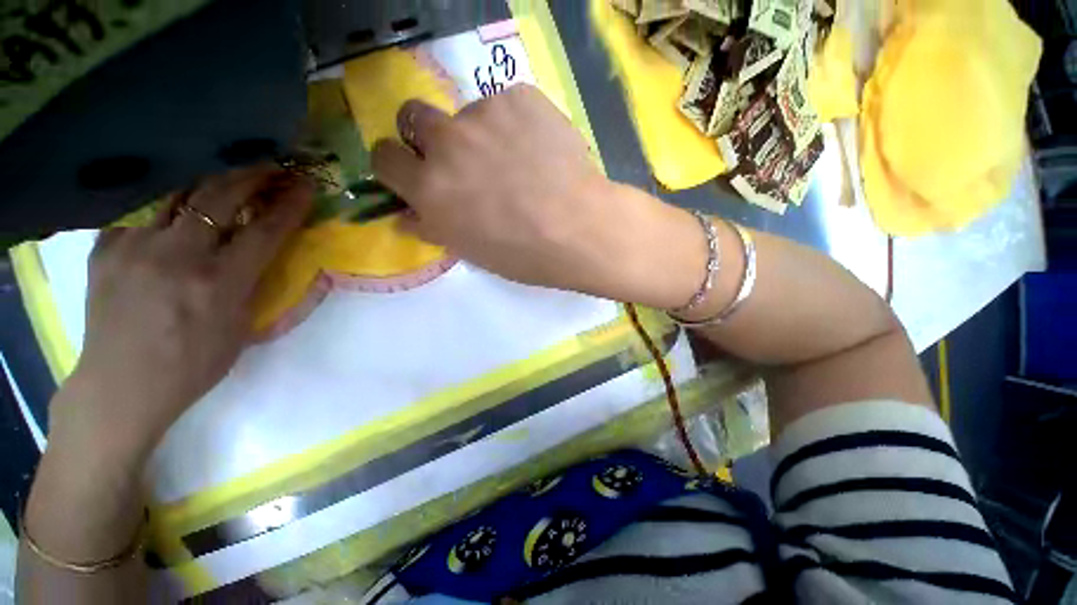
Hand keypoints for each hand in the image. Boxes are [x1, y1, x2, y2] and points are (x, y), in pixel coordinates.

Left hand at [55, 167, 312, 457]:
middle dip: (252, 176)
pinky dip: (166, 202)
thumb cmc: (193, 364)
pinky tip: (176, 204)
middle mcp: (176, 257)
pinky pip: (142, 212)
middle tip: (271, 167)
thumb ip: (257, 285)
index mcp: (218, 284)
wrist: (121, 385)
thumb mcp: (242, 329)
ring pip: (177, 193)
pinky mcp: (105, 248)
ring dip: (211, 179)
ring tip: (229, 172)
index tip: (305, 186)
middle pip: (219, 197)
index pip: (264, 231)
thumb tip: (271, 252)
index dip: (289, 206)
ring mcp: (134, 247)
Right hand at [371, 84, 704, 306]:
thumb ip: (434, 227)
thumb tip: (406, 216)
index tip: (413, 169)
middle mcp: (446, 145)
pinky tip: (538, 149)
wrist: (579, 228)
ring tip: (516, 160)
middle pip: (412, 116)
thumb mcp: (472, 250)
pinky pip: (504, 104)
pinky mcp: (518, 97)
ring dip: (478, 132)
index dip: (396, 163)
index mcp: (430, 189)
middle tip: (460, 156)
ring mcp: (482, 115)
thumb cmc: (525, 253)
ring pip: (464, 112)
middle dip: (426, 135)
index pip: (384, 158)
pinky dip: (514, 124)